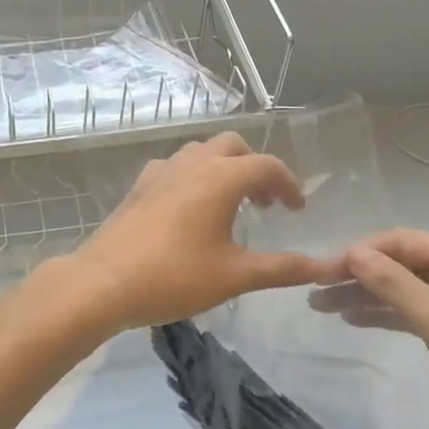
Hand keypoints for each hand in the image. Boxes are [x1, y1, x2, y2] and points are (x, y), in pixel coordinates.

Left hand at [63, 133, 342, 336]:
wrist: (103, 282)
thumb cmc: (175, 277)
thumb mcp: (235, 275)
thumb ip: (282, 268)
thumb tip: (324, 268)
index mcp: (220, 178)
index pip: (267, 166)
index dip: (289, 184)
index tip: (297, 210)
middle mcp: (192, 163)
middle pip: (233, 146)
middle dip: (255, 168)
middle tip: (265, 204)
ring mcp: (161, 170)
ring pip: (201, 151)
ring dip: (223, 168)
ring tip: (230, 204)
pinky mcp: (139, 185)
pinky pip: (175, 166)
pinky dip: (193, 176)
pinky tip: (189, 209)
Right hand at [309, 229, 428, 428]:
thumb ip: (395, 284)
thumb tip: (352, 252)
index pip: (401, 242)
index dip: (359, 253)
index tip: (321, 270)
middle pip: (398, 264)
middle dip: (357, 274)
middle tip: (314, 289)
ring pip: (400, 289)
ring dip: (364, 295)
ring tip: (321, 305)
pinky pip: (409, 312)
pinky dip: (382, 314)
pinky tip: (352, 319)